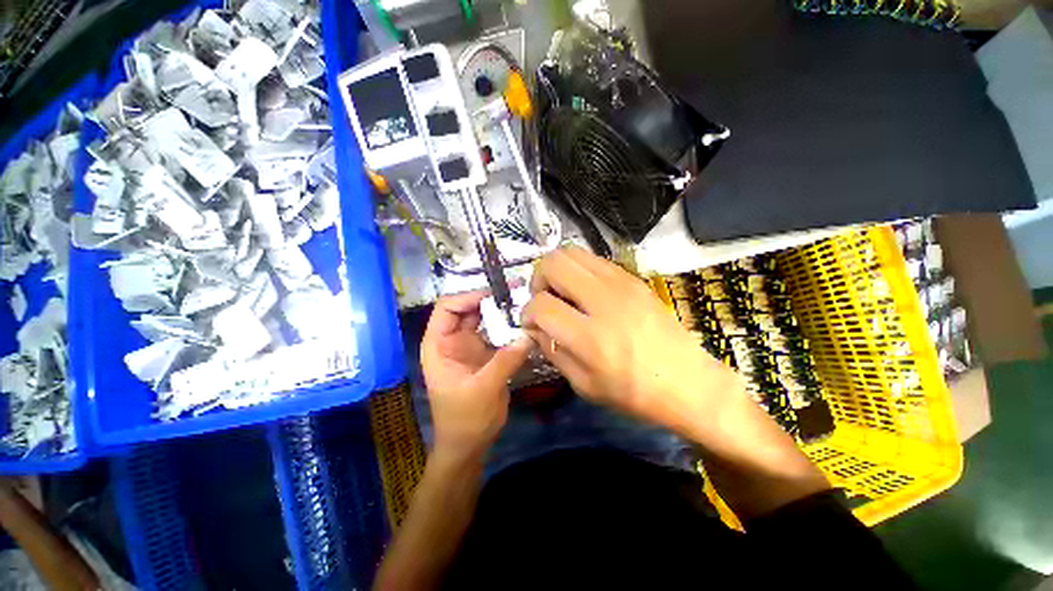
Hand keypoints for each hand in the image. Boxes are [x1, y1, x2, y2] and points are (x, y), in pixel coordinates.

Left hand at [421, 291, 534, 459]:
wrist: (470, 444)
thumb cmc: (464, 420)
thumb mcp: (482, 390)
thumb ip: (504, 361)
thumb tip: (528, 335)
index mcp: (439, 344)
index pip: (447, 308)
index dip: (468, 296)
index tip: (495, 295)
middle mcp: (453, 340)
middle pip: (468, 308)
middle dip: (489, 299)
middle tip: (516, 293)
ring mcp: (470, 346)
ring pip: (484, 319)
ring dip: (501, 311)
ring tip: (523, 303)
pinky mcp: (486, 354)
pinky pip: (497, 333)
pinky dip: (509, 327)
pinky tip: (525, 323)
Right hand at [521, 247, 745, 438]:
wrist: (687, 382)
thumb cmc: (633, 393)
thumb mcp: (583, 384)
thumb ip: (552, 351)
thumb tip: (533, 327)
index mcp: (590, 337)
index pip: (541, 305)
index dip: (527, 313)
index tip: (530, 323)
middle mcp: (604, 301)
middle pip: (553, 264)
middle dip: (538, 280)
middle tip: (544, 300)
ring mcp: (621, 283)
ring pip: (571, 252)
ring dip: (558, 270)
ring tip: (563, 292)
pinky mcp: (632, 278)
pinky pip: (593, 259)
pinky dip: (579, 270)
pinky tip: (585, 292)